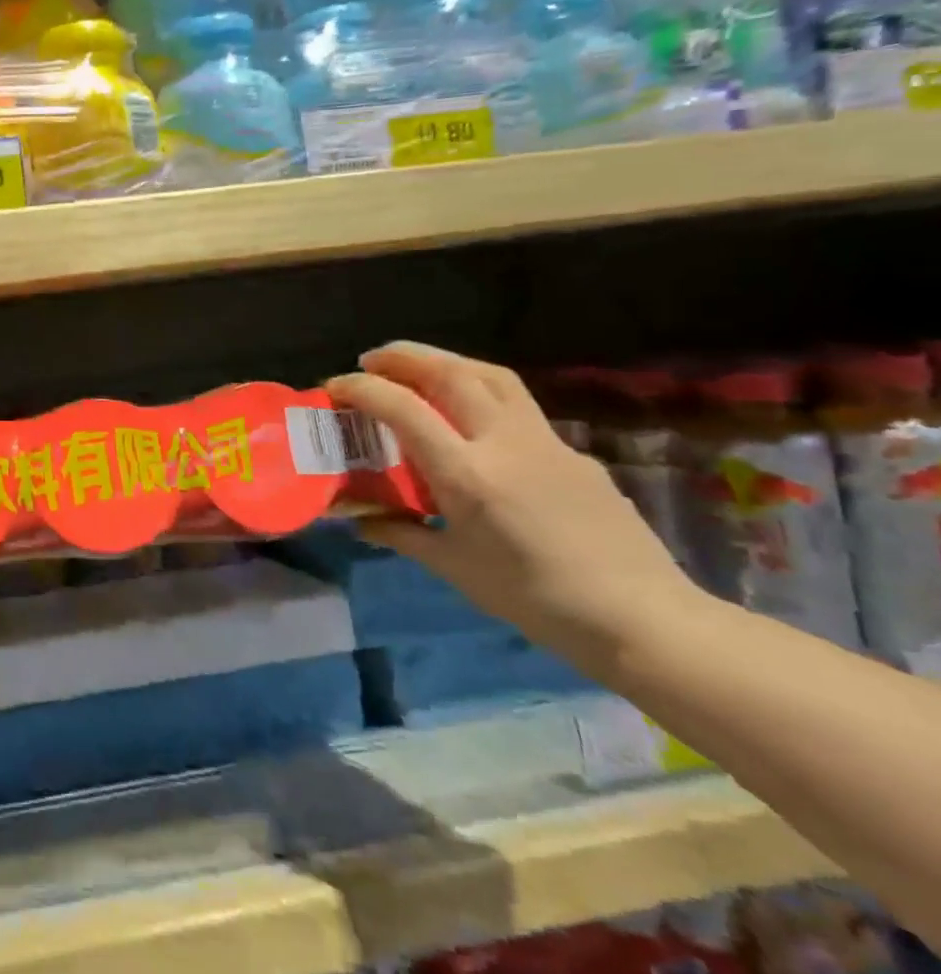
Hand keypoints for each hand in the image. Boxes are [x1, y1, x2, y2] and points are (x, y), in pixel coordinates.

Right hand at [326, 342, 695, 667]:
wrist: (640, 617)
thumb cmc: (534, 598)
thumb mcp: (455, 568)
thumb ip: (403, 534)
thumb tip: (362, 521)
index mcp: (467, 474)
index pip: (404, 408)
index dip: (362, 389)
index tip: (334, 386)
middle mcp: (505, 443)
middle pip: (452, 373)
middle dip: (404, 356)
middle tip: (371, 360)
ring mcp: (546, 442)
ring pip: (492, 376)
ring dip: (447, 362)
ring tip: (418, 369)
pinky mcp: (573, 452)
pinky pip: (518, 407)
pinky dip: (481, 395)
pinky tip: (471, 422)